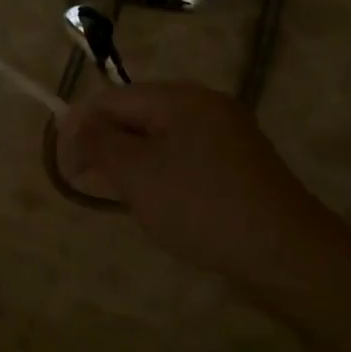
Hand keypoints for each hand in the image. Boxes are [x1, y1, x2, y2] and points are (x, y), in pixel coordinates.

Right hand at [57, 81, 339, 286]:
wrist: (286, 254)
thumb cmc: (200, 206)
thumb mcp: (136, 173)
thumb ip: (97, 141)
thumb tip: (71, 120)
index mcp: (179, 98)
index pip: (111, 99)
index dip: (80, 128)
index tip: (65, 167)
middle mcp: (204, 105)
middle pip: (135, 114)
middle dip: (105, 146)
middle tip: (90, 184)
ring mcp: (226, 134)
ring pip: (158, 137)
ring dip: (131, 162)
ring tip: (121, 197)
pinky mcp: (238, 163)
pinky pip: (183, 155)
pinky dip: (160, 173)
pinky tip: (158, 202)